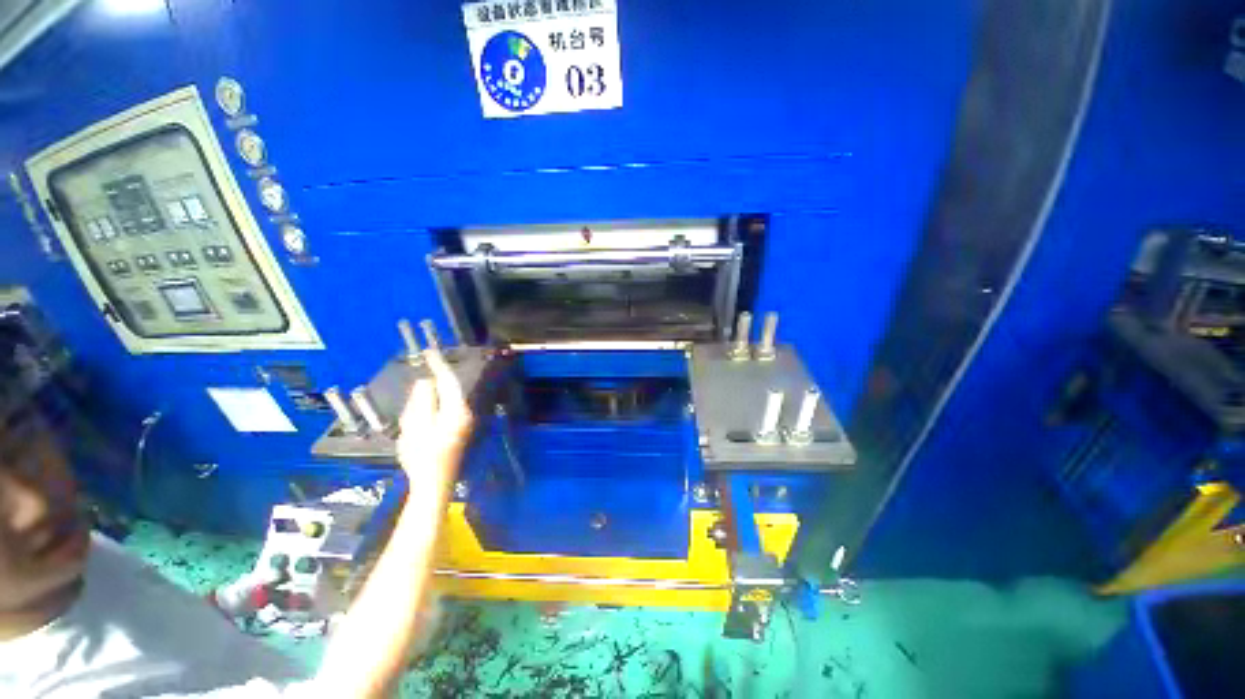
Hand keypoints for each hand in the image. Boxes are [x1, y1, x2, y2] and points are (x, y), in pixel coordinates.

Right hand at [396, 350, 473, 477]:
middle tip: (410, 423)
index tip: (428, 351)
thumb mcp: (418, 423)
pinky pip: (433, 422)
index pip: (448, 380)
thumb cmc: (424, 457)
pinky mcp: (451, 439)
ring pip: (434, 409)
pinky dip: (421, 425)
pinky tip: (413, 442)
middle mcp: (462, 417)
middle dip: (422, 401)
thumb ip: (423, 399)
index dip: (438, 364)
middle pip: (440, 395)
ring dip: (419, 416)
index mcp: (456, 411)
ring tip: (411, 437)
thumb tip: (426, 382)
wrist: (432, 489)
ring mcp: (458, 429)